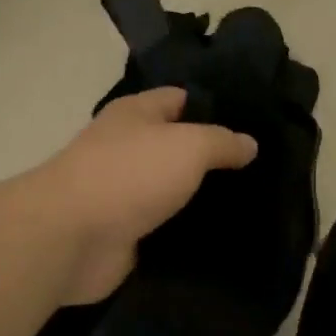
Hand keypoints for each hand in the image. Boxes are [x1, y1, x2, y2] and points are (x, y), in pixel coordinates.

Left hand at [32, 87, 257, 303]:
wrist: (72, 237)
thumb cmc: (130, 174)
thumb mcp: (188, 145)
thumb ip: (222, 142)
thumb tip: (249, 144)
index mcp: (135, 113)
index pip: (181, 98)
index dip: (215, 105)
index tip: (255, 120)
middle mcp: (127, 148)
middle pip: (177, 146)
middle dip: (214, 157)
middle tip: (263, 167)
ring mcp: (124, 192)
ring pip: (173, 190)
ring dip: (202, 198)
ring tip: (253, 202)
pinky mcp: (125, 233)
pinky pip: (165, 228)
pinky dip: (188, 232)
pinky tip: (224, 236)